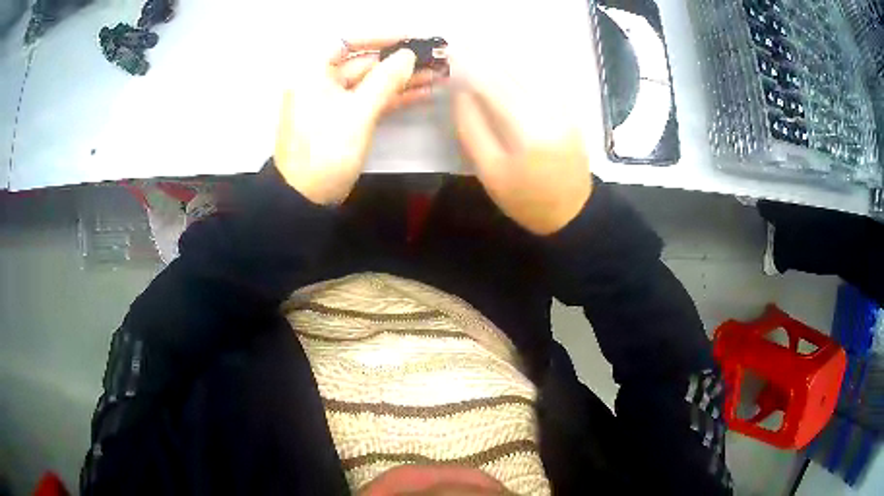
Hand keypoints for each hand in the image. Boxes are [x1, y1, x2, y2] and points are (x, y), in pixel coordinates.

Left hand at [274, 40, 437, 204]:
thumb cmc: (325, 152)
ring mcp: (331, 101)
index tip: (411, 38)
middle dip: (399, 61)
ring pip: (370, 82)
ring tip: (438, 74)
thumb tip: (408, 55)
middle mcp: (320, 80)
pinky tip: (422, 92)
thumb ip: (386, 79)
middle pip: (363, 62)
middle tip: (435, 58)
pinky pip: (369, 100)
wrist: (304, 200)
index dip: (381, 37)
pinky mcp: (342, 119)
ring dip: (402, 79)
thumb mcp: (358, 113)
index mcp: (312, 72)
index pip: (348, 40)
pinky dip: (393, 97)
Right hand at [450, 59, 591, 234]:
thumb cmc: (525, 199)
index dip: (469, 69)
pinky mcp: (570, 110)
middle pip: (510, 73)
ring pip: (529, 72)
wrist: (572, 212)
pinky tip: (510, 63)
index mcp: (526, 128)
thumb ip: (472, 129)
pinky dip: (524, 68)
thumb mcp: (489, 172)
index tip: (450, 58)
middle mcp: (548, 110)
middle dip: (484, 58)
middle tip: (461, 47)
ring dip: (503, 59)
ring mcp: (563, 108)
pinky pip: (545, 80)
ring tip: (480, 50)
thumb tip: (462, 93)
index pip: (492, 85)